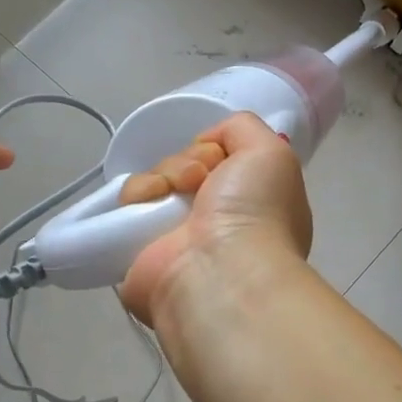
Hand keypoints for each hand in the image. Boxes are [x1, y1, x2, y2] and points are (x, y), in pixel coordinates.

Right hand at [117, 112, 311, 325]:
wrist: (219, 271)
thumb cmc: (254, 212)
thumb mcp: (271, 152)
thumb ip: (244, 129)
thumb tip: (209, 143)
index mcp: (251, 201)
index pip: (223, 159)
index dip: (218, 149)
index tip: (221, 158)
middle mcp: (216, 219)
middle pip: (188, 165)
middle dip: (190, 161)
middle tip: (200, 179)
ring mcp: (177, 234)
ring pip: (158, 179)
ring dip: (165, 175)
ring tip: (175, 193)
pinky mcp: (140, 247)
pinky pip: (131, 202)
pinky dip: (138, 194)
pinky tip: (151, 204)